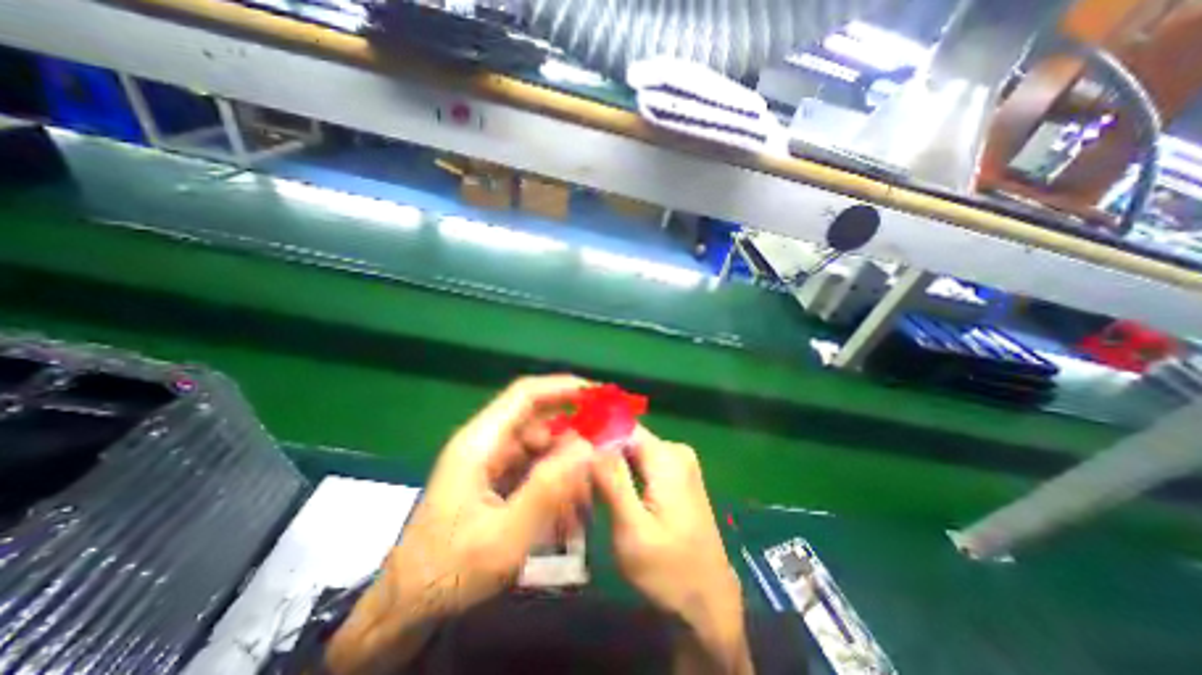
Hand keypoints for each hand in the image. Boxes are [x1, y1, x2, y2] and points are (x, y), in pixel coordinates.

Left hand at [327, 377, 591, 671]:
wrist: (409, 603)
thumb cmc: (449, 569)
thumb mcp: (503, 538)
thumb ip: (547, 490)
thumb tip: (588, 447)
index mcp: (481, 442)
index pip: (526, 395)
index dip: (563, 387)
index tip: (599, 395)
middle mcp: (488, 442)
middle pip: (540, 420)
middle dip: (574, 436)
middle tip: (603, 458)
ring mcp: (493, 460)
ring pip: (543, 446)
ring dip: (567, 467)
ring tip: (582, 501)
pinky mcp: (498, 477)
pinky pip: (536, 467)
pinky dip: (556, 483)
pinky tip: (566, 513)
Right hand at [593, 429, 748, 671]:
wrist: (708, 603)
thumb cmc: (668, 572)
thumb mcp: (632, 529)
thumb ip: (612, 480)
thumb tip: (590, 440)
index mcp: (667, 457)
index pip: (622, 427)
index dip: (595, 435)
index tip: (571, 453)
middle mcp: (675, 451)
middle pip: (626, 439)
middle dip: (602, 455)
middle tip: (580, 481)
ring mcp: (679, 463)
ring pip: (632, 451)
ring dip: (611, 467)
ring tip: (591, 491)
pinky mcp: (677, 476)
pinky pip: (642, 464)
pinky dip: (624, 475)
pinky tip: (611, 496)